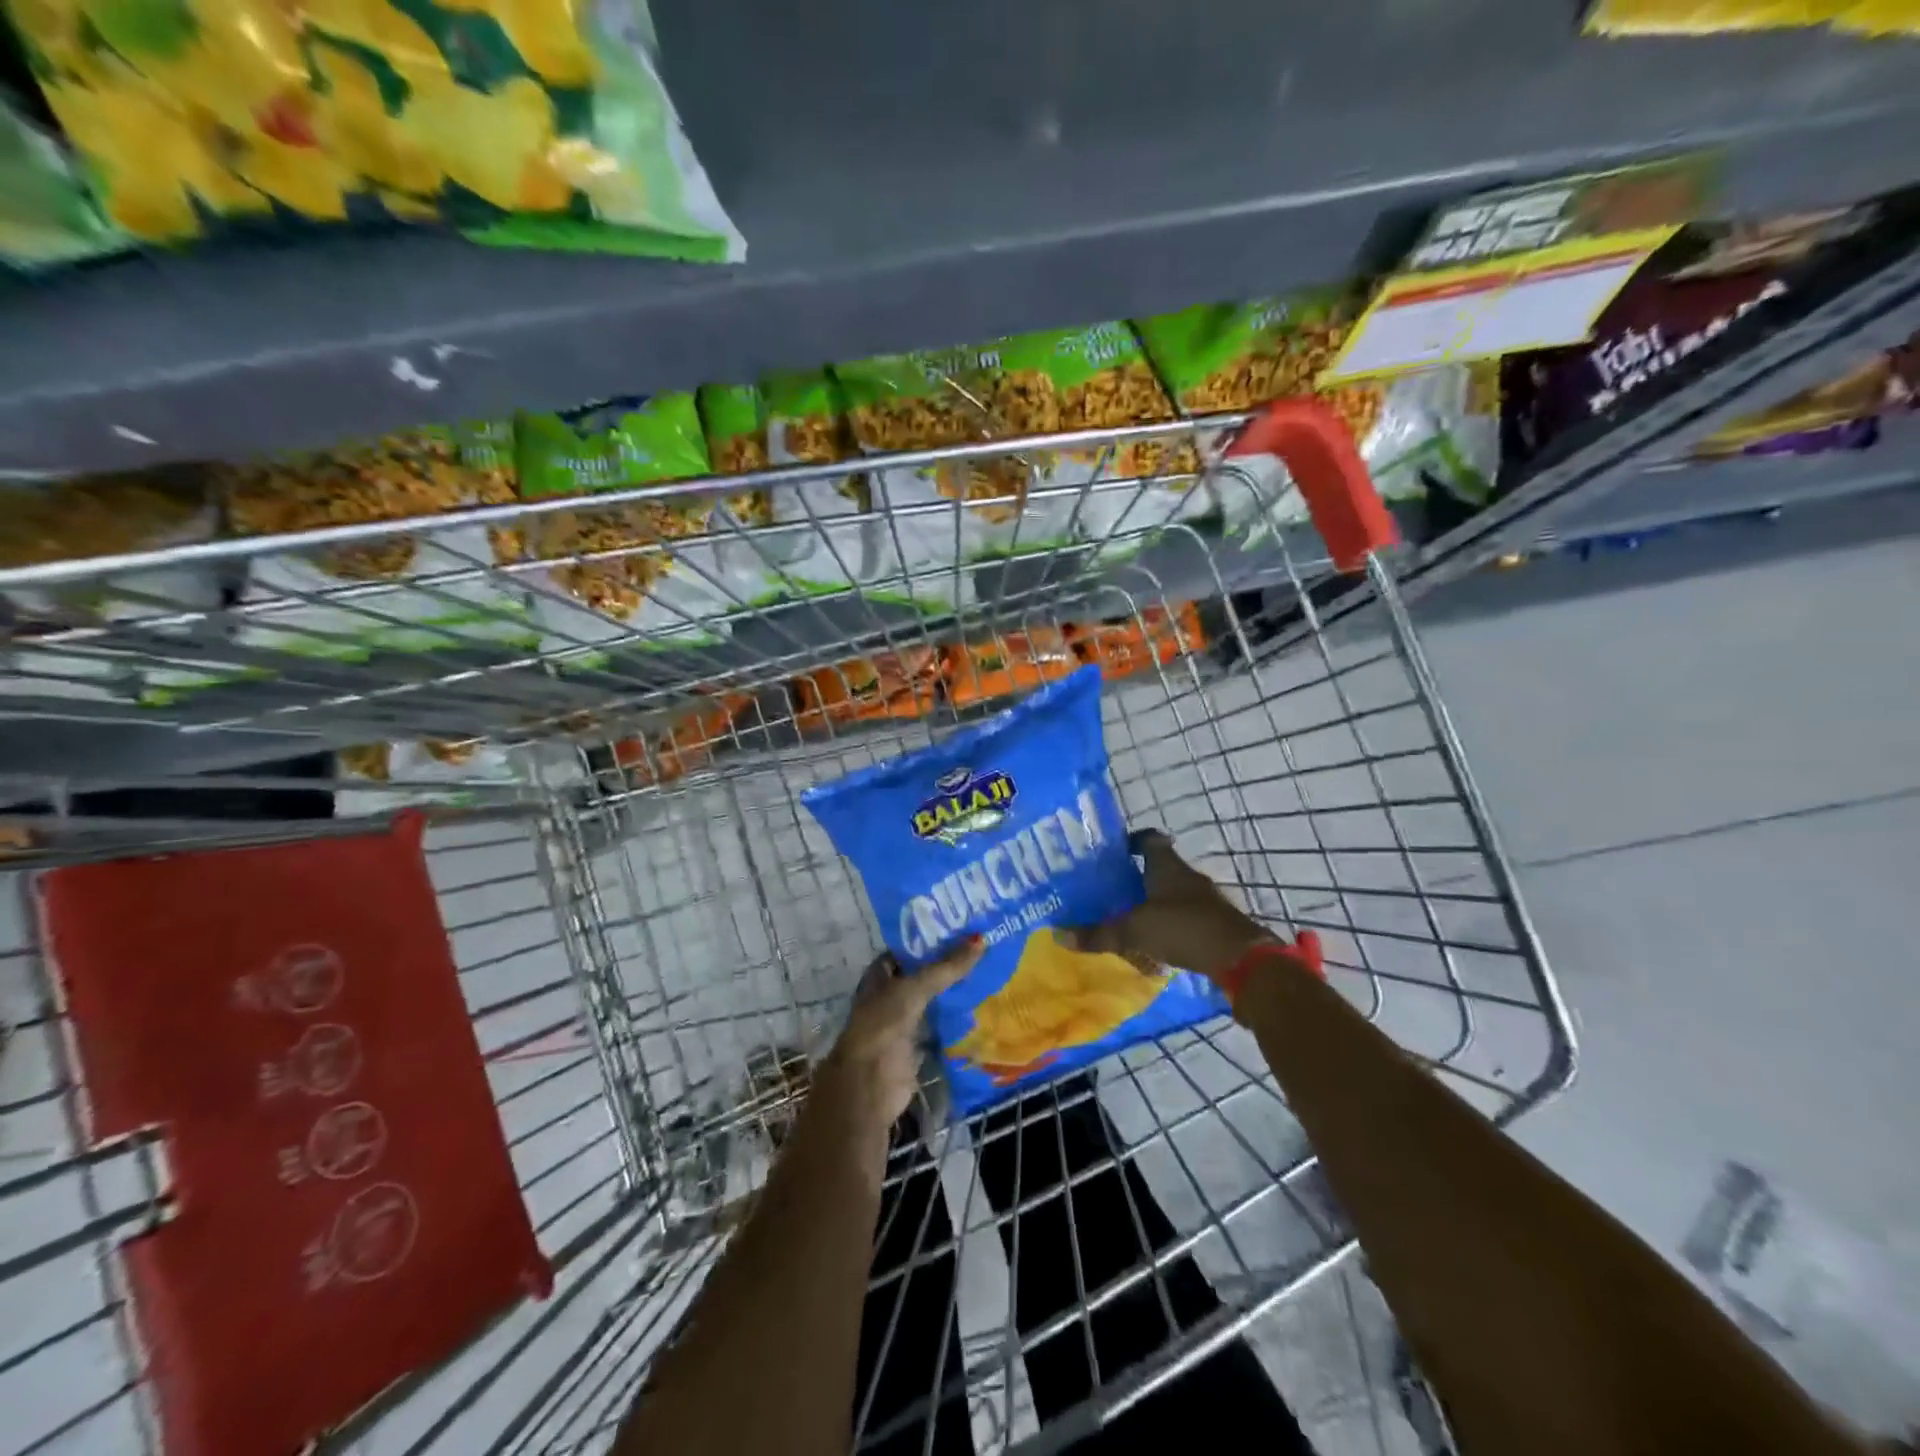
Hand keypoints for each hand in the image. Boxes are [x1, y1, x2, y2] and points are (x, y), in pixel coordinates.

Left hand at [816, 937, 984, 1132]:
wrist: (870, 1084)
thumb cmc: (883, 1025)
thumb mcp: (914, 988)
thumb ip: (946, 967)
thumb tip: (981, 939)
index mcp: (879, 975)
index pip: (907, 949)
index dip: (930, 938)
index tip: (961, 928)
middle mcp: (890, 995)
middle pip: (922, 975)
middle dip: (947, 965)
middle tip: (982, 948)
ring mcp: (903, 1022)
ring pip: (932, 1000)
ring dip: (954, 991)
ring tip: (988, 972)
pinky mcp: (917, 1046)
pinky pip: (940, 1026)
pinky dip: (957, 1020)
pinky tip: (982, 1008)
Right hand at [1064, 830, 1316, 986]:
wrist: (1241, 958)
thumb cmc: (1184, 929)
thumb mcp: (1135, 931)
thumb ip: (1099, 933)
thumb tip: (1059, 934)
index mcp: (1167, 867)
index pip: (1149, 839)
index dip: (1131, 841)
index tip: (1113, 851)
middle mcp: (1187, 876)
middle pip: (1160, 867)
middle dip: (1137, 875)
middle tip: (1111, 887)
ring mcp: (1205, 899)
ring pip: (1173, 892)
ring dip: (1154, 901)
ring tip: (1128, 915)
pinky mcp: (1215, 922)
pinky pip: (1186, 916)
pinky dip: (1170, 923)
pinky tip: (1155, 940)